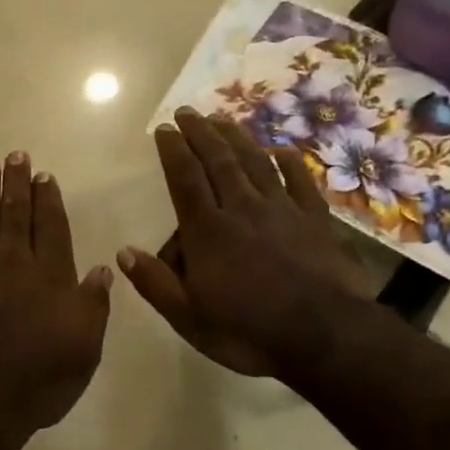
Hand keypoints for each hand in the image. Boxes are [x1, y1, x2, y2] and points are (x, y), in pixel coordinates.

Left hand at [0, 153, 112, 449]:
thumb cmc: (39, 380)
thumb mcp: (84, 349)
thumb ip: (93, 306)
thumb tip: (102, 270)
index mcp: (50, 277)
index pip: (52, 228)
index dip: (49, 200)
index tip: (45, 175)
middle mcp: (13, 266)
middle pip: (16, 215)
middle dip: (16, 183)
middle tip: (15, 155)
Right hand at [118, 109, 370, 377]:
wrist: (326, 338)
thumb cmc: (249, 331)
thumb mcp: (189, 318)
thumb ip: (155, 283)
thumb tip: (123, 251)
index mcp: (208, 231)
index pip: (185, 179)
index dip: (173, 150)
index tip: (164, 128)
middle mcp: (242, 209)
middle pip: (218, 161)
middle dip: (201, 133)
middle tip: (188, 111)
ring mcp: (282, 211)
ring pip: (255, 163)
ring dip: (237, 138)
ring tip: (222, 118)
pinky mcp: (316, 220)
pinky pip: (301, 182)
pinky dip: (290, 162)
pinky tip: (281, 150)